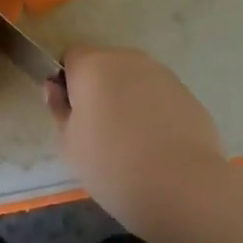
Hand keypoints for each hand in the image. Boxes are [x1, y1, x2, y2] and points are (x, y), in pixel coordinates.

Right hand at [47, 45, 227, 229]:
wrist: (182, 186)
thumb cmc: (113, 166)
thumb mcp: (70, 145)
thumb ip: (59, 109)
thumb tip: (55, 87)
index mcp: (93, 65)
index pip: (72, 56)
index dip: (69, 81)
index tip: (74, 114)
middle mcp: (127, 58)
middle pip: (105, 65)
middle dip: (100, 89)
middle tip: (101, 133)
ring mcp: (161, 73)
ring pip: (134, 80)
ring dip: (128, 99)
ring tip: (133, 144)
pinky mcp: (186, 93)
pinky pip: (159, 96)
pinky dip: (154, 112)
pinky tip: (159, 147)